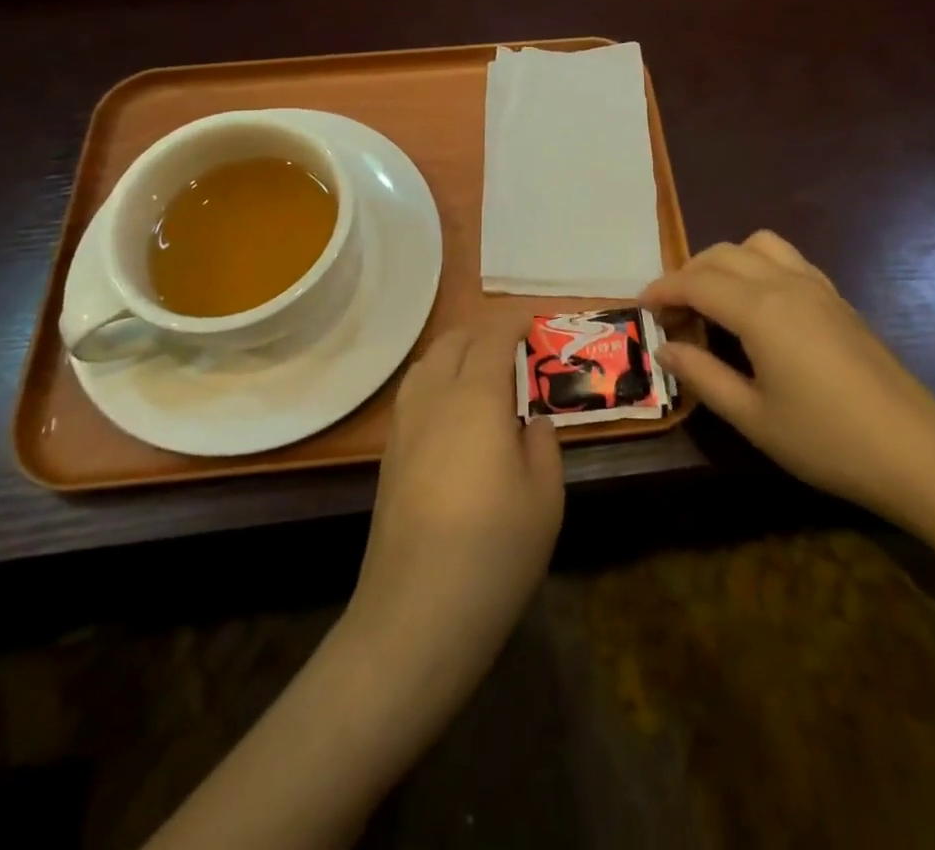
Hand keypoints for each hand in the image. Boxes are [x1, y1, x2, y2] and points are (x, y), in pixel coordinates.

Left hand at [349, 327, 563, 689]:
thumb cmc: (494, 551)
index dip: (513, 321)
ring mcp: (405, 425)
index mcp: (476, 397)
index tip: (534, 320)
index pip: (492, 337)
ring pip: (426, 363)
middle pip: (453, 341)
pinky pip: (414, 392)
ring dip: (455, 351)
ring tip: (482, 369)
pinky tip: (453, 409)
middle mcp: (434, 398)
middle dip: (484, 331)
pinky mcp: (389, 455)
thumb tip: (529, 420)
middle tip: (515, 345)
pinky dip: (436, 378)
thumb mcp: (545, 497)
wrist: (416, 614)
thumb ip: (542, 444)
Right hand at [642, 231, 934, 533]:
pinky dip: (757, 266)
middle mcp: (786, 283)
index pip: (696, 281)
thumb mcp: (753, 417)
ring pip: (757, 246)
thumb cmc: (826, 440)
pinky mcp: (838, 298)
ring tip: (712, 300)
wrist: (916, 452)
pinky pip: (787, 259)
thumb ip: (703, 376)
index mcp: (760, 309)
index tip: (640, 307)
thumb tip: (666, 348)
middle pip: (722, 255)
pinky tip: (757, 307)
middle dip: (688, 274)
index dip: (662, 289)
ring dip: (724, 261)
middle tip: (671, 312)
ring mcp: (817, 287)